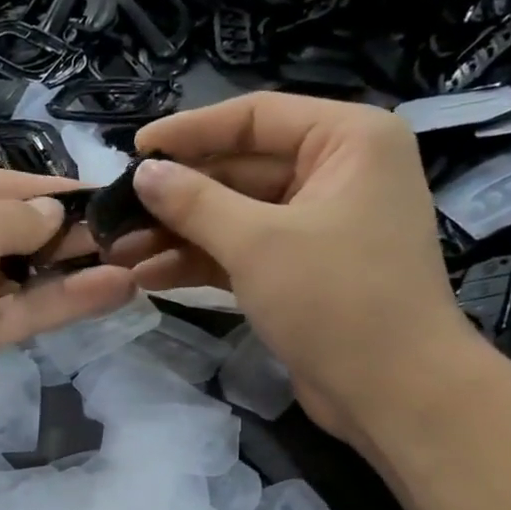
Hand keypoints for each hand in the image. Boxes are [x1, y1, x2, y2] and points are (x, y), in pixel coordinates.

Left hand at [0, 165, 136, 454]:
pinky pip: (21, 312)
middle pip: (11, 228)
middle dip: (68, 231)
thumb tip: (53, 215)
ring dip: (75, 269)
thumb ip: (17, 215)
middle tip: (130, 232)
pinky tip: (114, 291)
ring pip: (22, 274)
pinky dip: (63, 302)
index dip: (51, 189)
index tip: (106, 195)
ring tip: (135, 260)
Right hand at [113, 93, 471, 441]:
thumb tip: (144, 173)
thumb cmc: (336, 299)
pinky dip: (201, 262)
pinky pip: (243, 252)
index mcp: (348, 140)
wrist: (393, 392)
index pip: (256, 117)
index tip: (135, 150)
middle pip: (240, 169)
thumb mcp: (258, 243)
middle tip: (117, 213)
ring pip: (236, 216)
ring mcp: (319, 225)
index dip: (190, 131)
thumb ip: (195, 202)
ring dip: (179, 234)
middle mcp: (337, 173)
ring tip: (120, 253)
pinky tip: (149, 277)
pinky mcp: (302, 271)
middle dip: (177, 196)